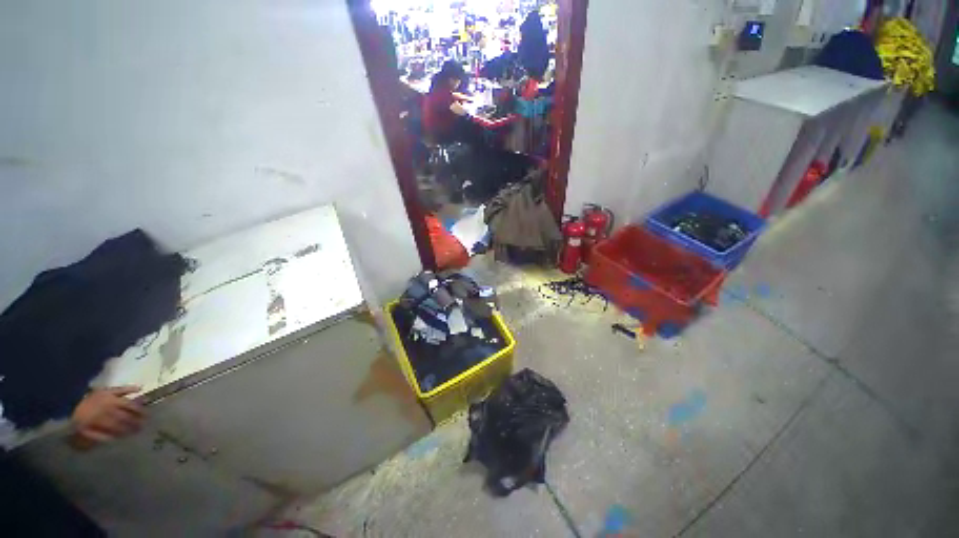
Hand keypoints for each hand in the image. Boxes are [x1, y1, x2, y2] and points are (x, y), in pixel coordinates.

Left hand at [71, 386, 144, 445]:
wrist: (67, 403)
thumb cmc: (78, 421)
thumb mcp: (83, 432)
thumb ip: (97, 436)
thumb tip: (113, 439)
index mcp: (100, 419)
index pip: (117, 426)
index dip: (126, 430)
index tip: (134, 434)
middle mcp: (107, 407)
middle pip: (124, 415)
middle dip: (135, 420)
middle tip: (143, 425)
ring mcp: (108, 397)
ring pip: (127, 403)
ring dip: (137, 408)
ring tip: (145, 413)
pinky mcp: (107, 390)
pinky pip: (121, 388)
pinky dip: (131, 388)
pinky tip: (140, 388)